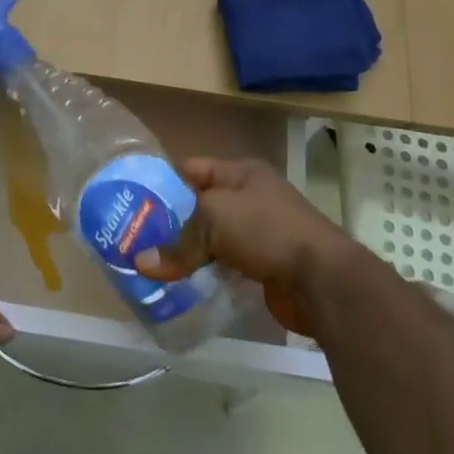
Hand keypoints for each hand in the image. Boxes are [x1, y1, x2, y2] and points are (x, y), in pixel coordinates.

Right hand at [136, 157, 353, 336]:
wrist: (322, 280)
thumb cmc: (266, 230)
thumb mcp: (213, 221)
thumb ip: (176, 243)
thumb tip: (139, 264)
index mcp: (241, 173)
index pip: (192, 168)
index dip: (162, 180)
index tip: (130, 198)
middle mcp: (251, 198)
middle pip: (200, 206)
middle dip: (170, 222)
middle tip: (134, 237)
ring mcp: (259, 233)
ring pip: (211, 239)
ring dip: (186, 252)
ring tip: (149, 263)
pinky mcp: (263, 266)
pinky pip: (224, 266)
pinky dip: (204, 273)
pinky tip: (180, 284)